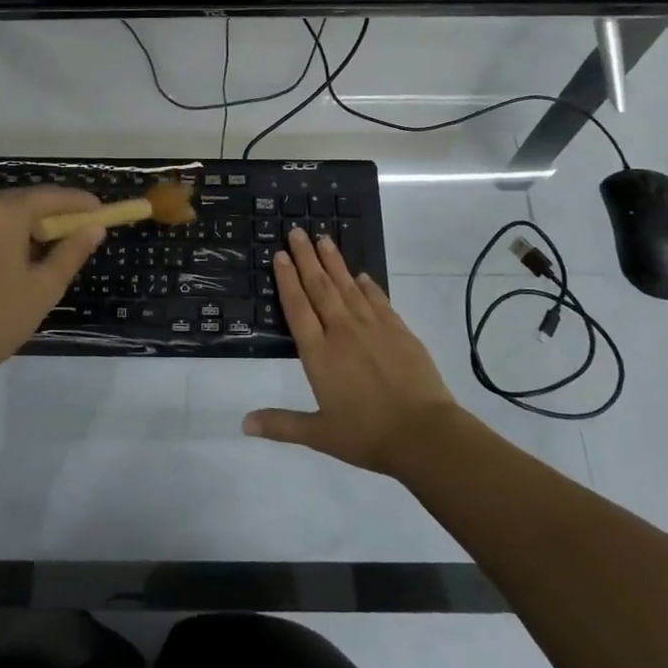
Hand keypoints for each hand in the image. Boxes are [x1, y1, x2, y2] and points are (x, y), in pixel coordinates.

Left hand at [0, 187, 104, 389]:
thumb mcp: (44, 288)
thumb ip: (72, 252)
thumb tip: (94, 228)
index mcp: (3, 214)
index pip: (49, 196)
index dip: (77, 202)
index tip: (97, 210)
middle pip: (17, 201)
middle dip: (44, 214)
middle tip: (67, 233)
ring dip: (13, 225)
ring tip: (29, 252)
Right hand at [244, 227, 459, 474]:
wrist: (423, 433)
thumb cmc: (367, 435)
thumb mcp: (319, 434)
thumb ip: (281, 425)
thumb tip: (243, 423)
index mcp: (319, 354)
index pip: (297, 308)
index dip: (287, 279)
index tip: (280, 255)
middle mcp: (342, 332)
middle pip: (320, 287)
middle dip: (306, 258)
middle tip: (297, 231)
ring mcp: (373, 328)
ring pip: (348, 287)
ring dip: (334, 262)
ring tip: (323, 238)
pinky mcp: (399, 330)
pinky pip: (378, 300)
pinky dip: (368, 285)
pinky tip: (362, 275)